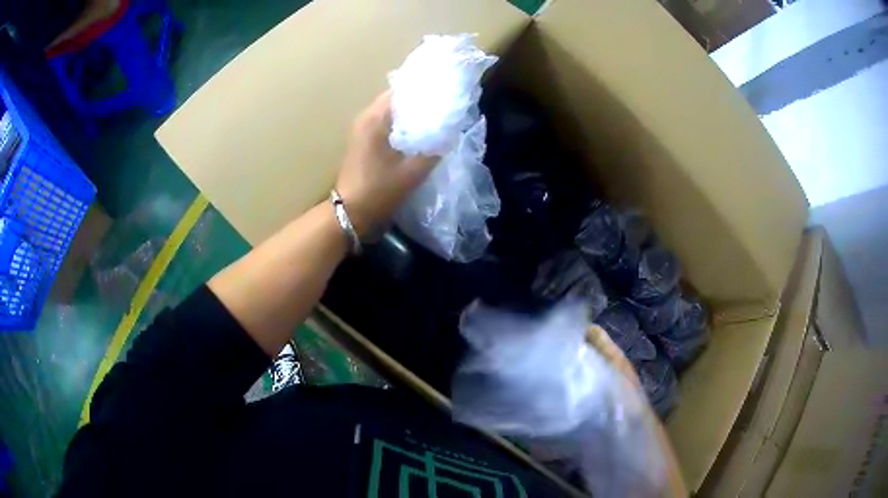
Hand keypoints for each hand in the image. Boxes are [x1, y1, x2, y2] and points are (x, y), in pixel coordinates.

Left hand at [335, 91, 437, 237]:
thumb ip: (434, 149)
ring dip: (412, 115)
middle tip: (444, 107)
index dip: (424, 91)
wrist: (351, 215)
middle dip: (420, 103)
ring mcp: (362, 130)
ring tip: (436, 119)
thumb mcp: (413, 171)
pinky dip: (403, 126)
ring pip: (392, 113)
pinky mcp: (363, 142)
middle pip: (397, 100)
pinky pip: (387, 125)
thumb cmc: (379, 191)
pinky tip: (420, 135)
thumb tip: (451, 131)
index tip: (444, 93)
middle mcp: (366, 118)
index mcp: (375, 118)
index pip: (402, 91)